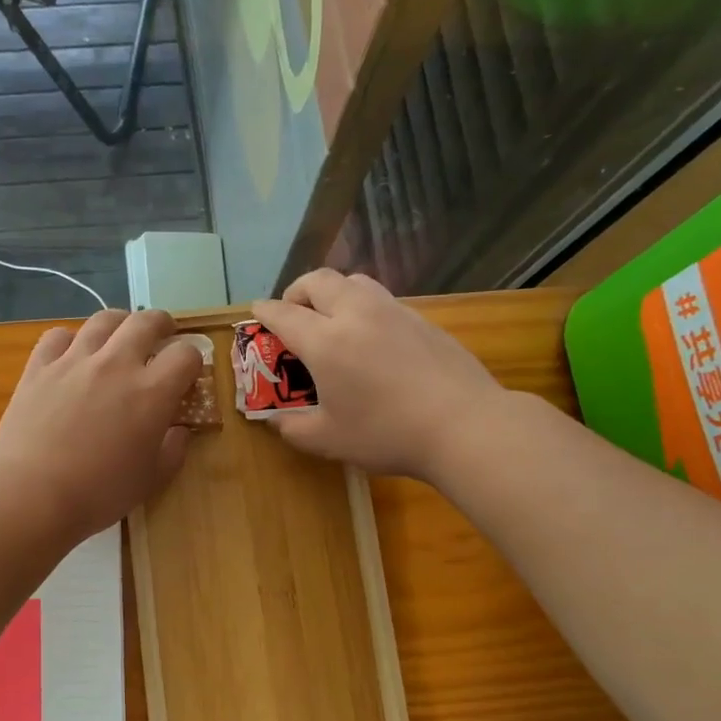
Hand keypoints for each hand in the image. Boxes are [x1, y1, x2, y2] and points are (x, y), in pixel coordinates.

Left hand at [0, 309, 202, 540]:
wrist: (32, 494)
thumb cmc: (99, 494)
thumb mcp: (151, 480)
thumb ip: (173, 450)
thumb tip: (179, 430)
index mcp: (152, 392)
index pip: (185, 355)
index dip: (192, 361)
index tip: (187, 375)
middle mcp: (116, 364)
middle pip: (146, 322)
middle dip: (162, 325)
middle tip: (163, 335)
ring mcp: (74, 361)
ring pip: (103, 320)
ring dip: (119, 323)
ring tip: (120, 335)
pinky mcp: (39, 367)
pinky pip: (58, 336)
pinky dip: (70, 340)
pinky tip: (71, 355)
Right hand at [251, 270, 502, 481]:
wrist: (464, 425)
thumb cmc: (387, 433)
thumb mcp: (328, 440)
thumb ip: (293, 427)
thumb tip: (276, 420)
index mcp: (325, 341)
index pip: (284, 313)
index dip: (264, 312)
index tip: (256, 312)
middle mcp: (356, 314)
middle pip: (319, 280)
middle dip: (297, 291)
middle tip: (293, 314)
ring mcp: (393, 312)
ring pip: (354, 281)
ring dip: (333, 292)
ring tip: (332, 319)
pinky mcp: (422, 319)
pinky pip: (382, 299)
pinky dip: (363, 307)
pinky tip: (371, 339)